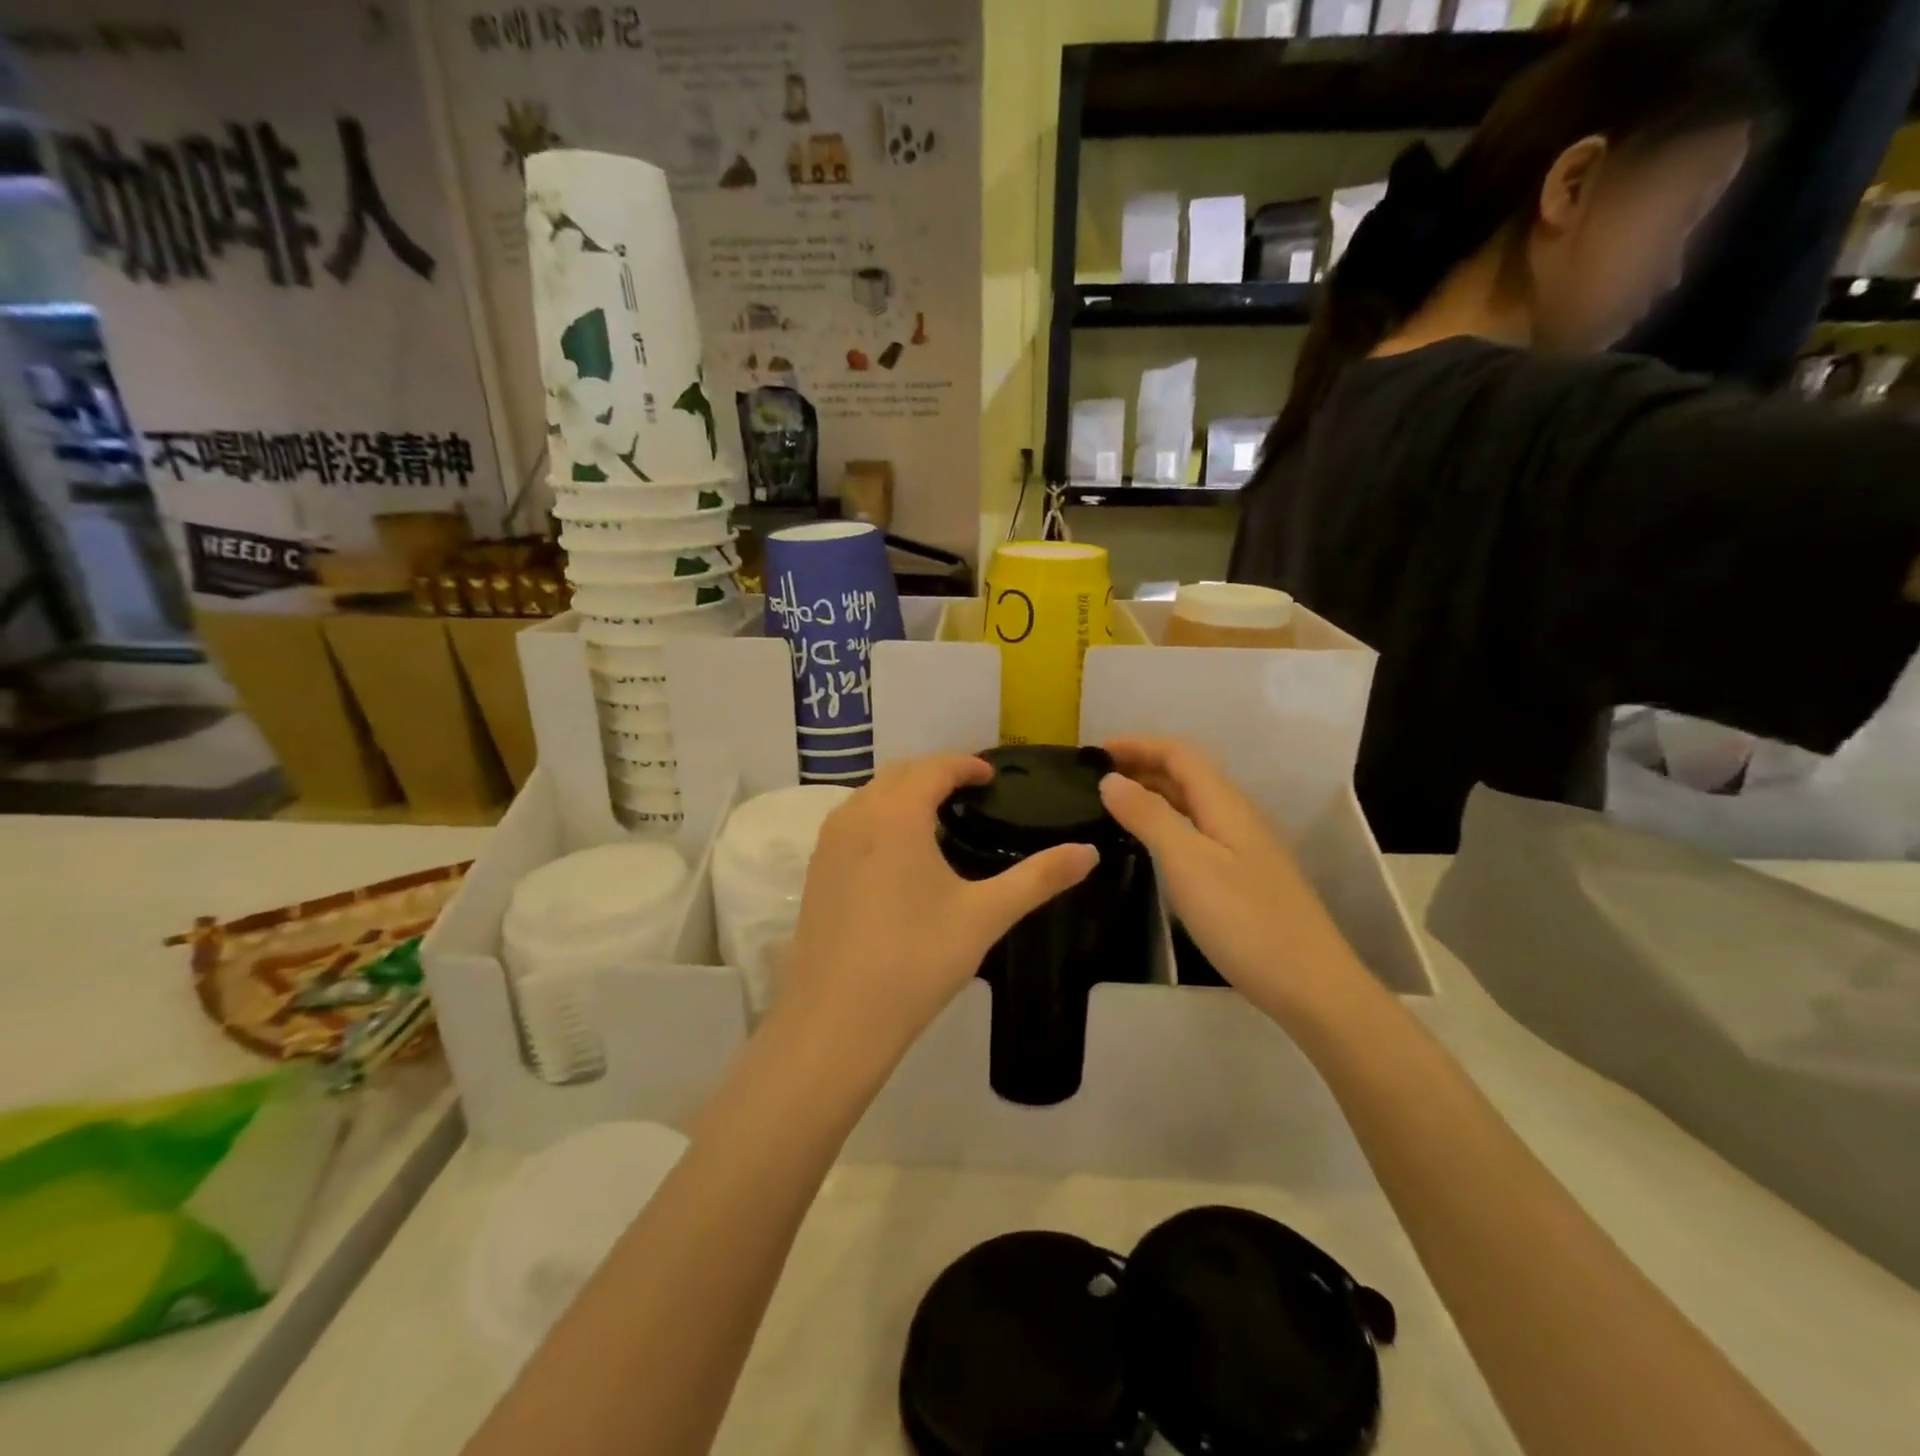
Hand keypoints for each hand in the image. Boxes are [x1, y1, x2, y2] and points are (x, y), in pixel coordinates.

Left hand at [781, 755, 1097, 1057]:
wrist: (837, 1019)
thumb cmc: (917, 959)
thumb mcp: (985, 916)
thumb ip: (1039, 878)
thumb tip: (1091, 852)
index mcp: (896, 815)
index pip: (933, 768)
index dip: (965, 765)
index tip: (991, 776)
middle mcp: (855, 816)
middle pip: (898, 774)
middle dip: (935, 773)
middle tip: (970, 792)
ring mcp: (828, 844)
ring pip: (870, 797)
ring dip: (904, 794)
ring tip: (938, 819)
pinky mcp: (815, 871)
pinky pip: (852, 824)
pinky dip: (880, 818)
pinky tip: (899, 855)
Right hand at [1098, 738, 1360, 1018]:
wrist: (1310, 985)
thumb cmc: (1244, 919)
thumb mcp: (1187, 863)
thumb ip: (1148, 817)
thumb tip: (1111, 780)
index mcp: (1226, 804)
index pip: (1179, 754)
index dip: (1138, 745)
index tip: (1095, 752)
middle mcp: (1238, 817)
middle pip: (1187, 775)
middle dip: (1142, 767)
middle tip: (1094, 780)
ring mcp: (1245, 848)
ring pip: (1193, 805)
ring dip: (1153, 795)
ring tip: (1113, 806)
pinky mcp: (1245, 877)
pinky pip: (1198, 832)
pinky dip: (1167, 825)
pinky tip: (1150, 847)